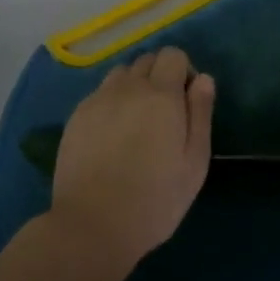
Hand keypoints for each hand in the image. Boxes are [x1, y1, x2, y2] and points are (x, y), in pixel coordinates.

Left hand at [47, 47, 214, 270]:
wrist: (92, 224)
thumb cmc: (155, 199)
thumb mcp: (194, 162)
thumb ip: (200, 114)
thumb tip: (203, 78)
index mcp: (161, 95)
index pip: (173, 55)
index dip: (184, 72)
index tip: (186, 103)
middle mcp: (127, 88)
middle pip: (147, 60)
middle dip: (160, 76)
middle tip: (164, 115)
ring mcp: (97, 100)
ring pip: (121, 74)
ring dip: (134, 86)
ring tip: (137, 122)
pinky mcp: (76, 117)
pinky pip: (100, 94)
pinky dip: (112, 102)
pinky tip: (112, 136)